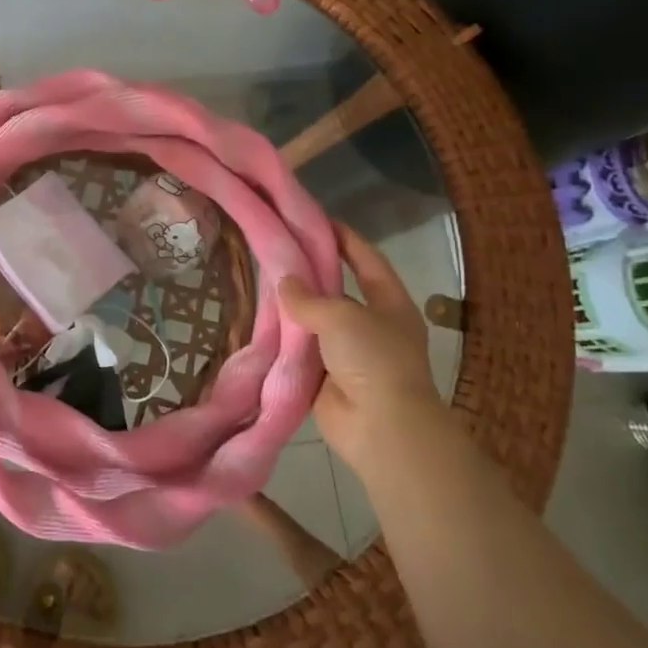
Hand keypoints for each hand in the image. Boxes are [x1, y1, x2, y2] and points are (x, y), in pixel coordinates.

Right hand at [279, 222, 439, 472]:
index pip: (366, 259)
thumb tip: (284, 283)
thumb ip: (309, 297)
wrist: (381, 428)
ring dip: (293, 308)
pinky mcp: (327, 378)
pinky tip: (258, 323)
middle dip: (310, 273)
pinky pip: (302, 352)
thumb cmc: (373, 359)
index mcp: (390, 303)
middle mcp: (371, 324)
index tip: (315, 219)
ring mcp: (349, 353)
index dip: (344, 238)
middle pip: (338, 289)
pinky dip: (284, 341)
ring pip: (316, 321)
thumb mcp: (342, 316)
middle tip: (275, 250)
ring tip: (258, 281)